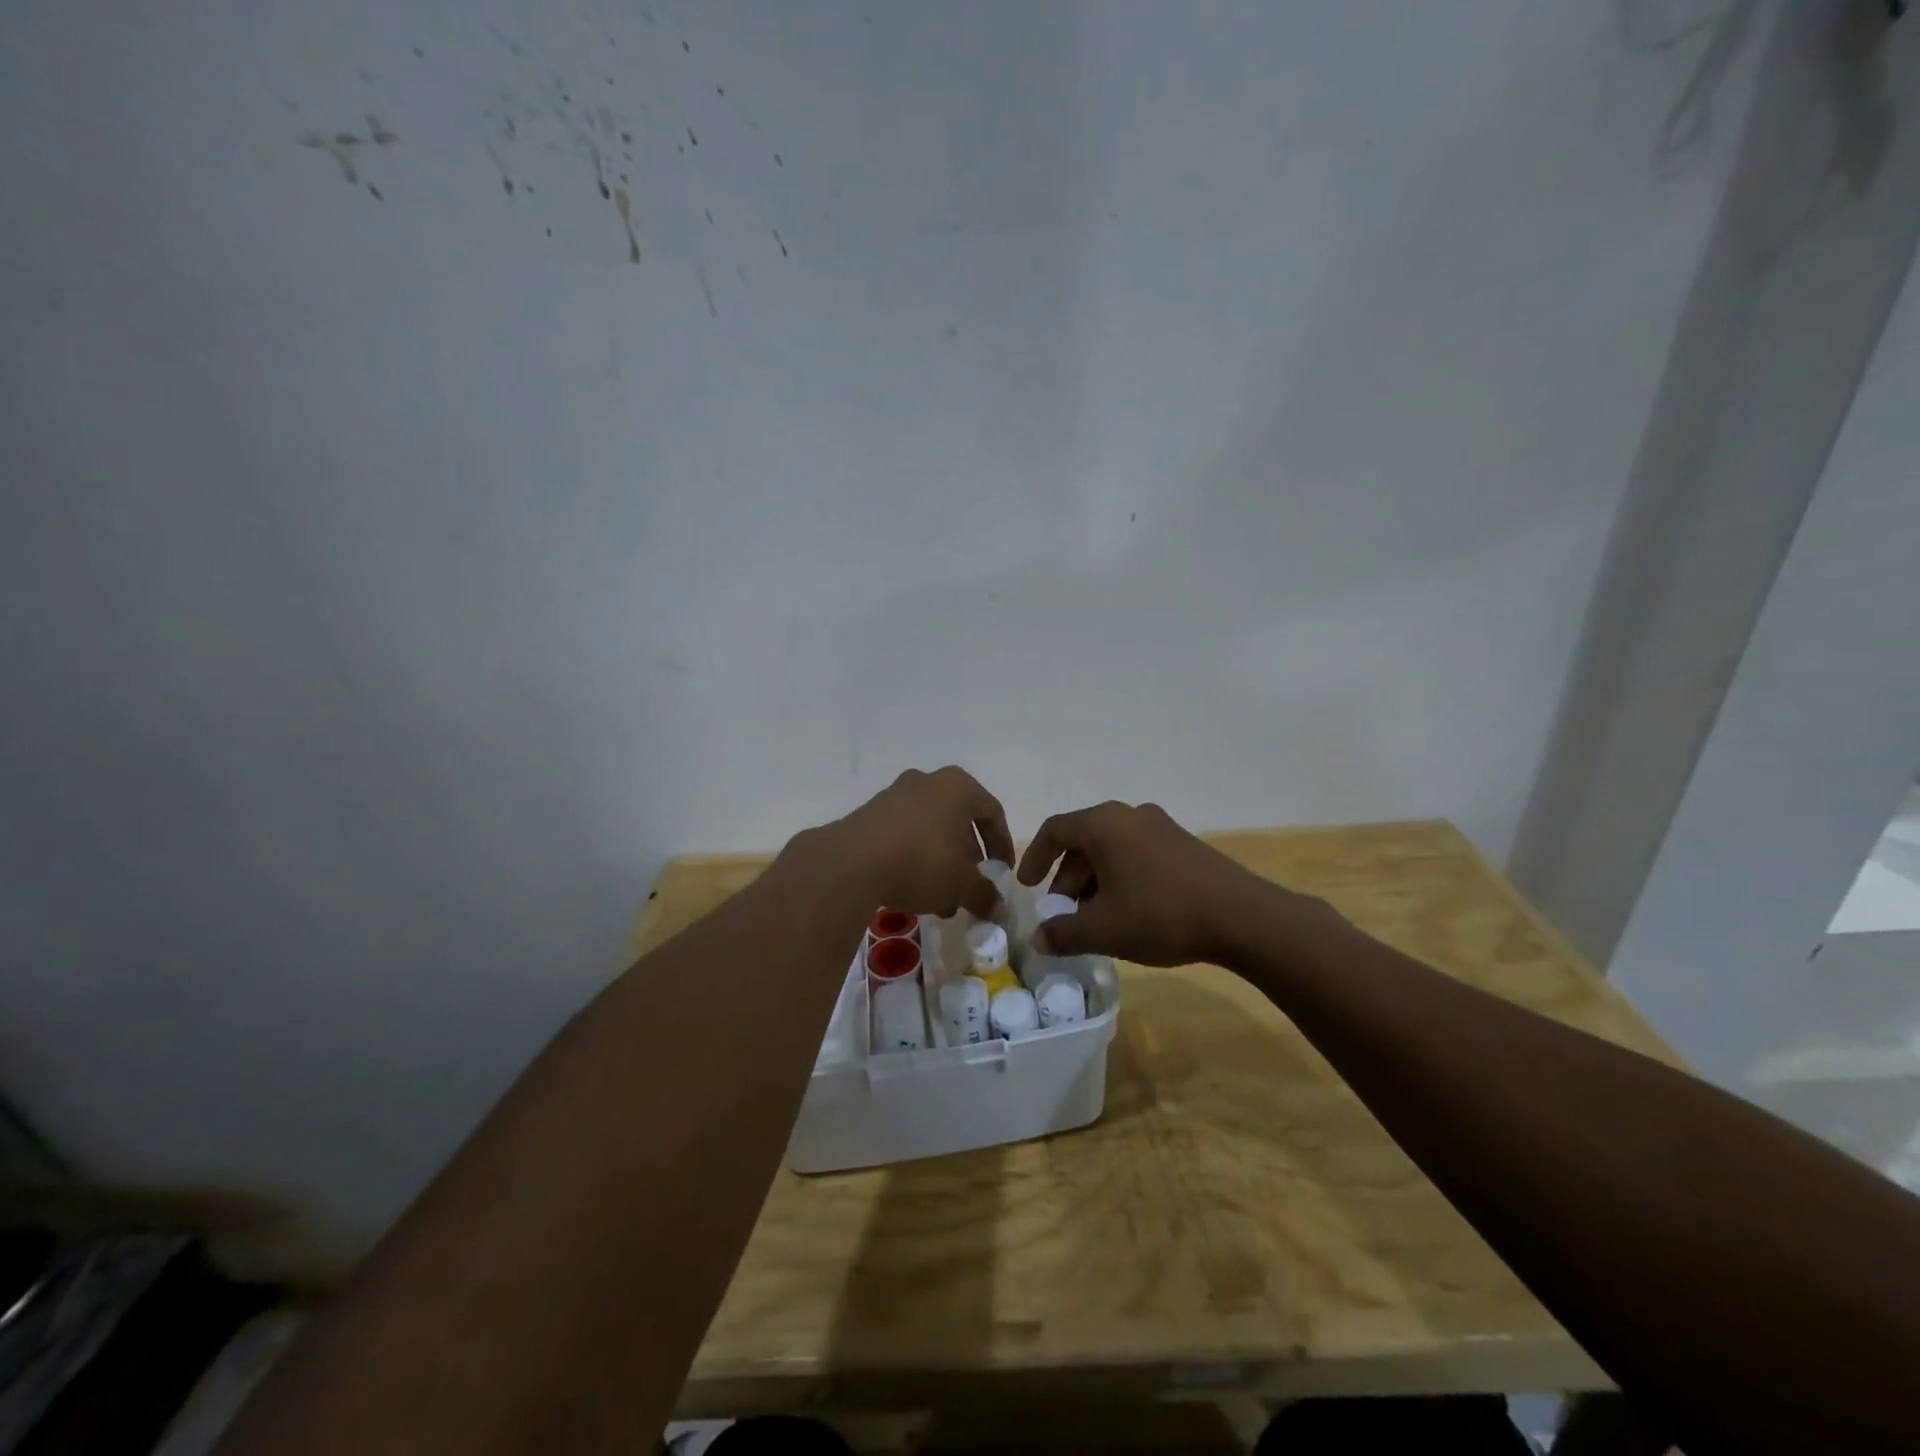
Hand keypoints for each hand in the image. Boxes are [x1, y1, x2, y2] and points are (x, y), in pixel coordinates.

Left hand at [823, 766, 1015, 920]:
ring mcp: (895, 795)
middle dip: (967, 859)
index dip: (1002, 844)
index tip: (1002, 872)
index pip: (992, 812)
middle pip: (958, 821)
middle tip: (970, 888)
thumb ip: (985, 895)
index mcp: (958, 787)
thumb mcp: (962, 884)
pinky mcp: (869, 814)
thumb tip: (1000, 910)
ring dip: (940, 863)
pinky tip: (911, 891)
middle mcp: (928, 782)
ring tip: (940, 901)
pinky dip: (914, 859)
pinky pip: (903, 835)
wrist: (852, 862)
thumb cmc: (923, 861)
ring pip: (930, 830)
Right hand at [1015, 801, 1279, 965]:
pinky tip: (1129, 913)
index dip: (1035, 858)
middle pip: (1084, 841)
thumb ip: (1062, 934)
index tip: (1027, 887)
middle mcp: (1130, 815)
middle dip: (1067, 878)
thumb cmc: (1160, 914)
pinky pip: (1137, 854)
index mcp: (1104, 824)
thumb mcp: (1103, 930)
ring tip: (1095, 920)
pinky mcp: (1183, 844)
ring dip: (1094, 881)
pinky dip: (1121, 878)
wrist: (1242, 917)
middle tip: (1063, 915)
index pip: (1055, 830)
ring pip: (1112, 849)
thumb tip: (1038, 938)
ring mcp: (1160, 827)